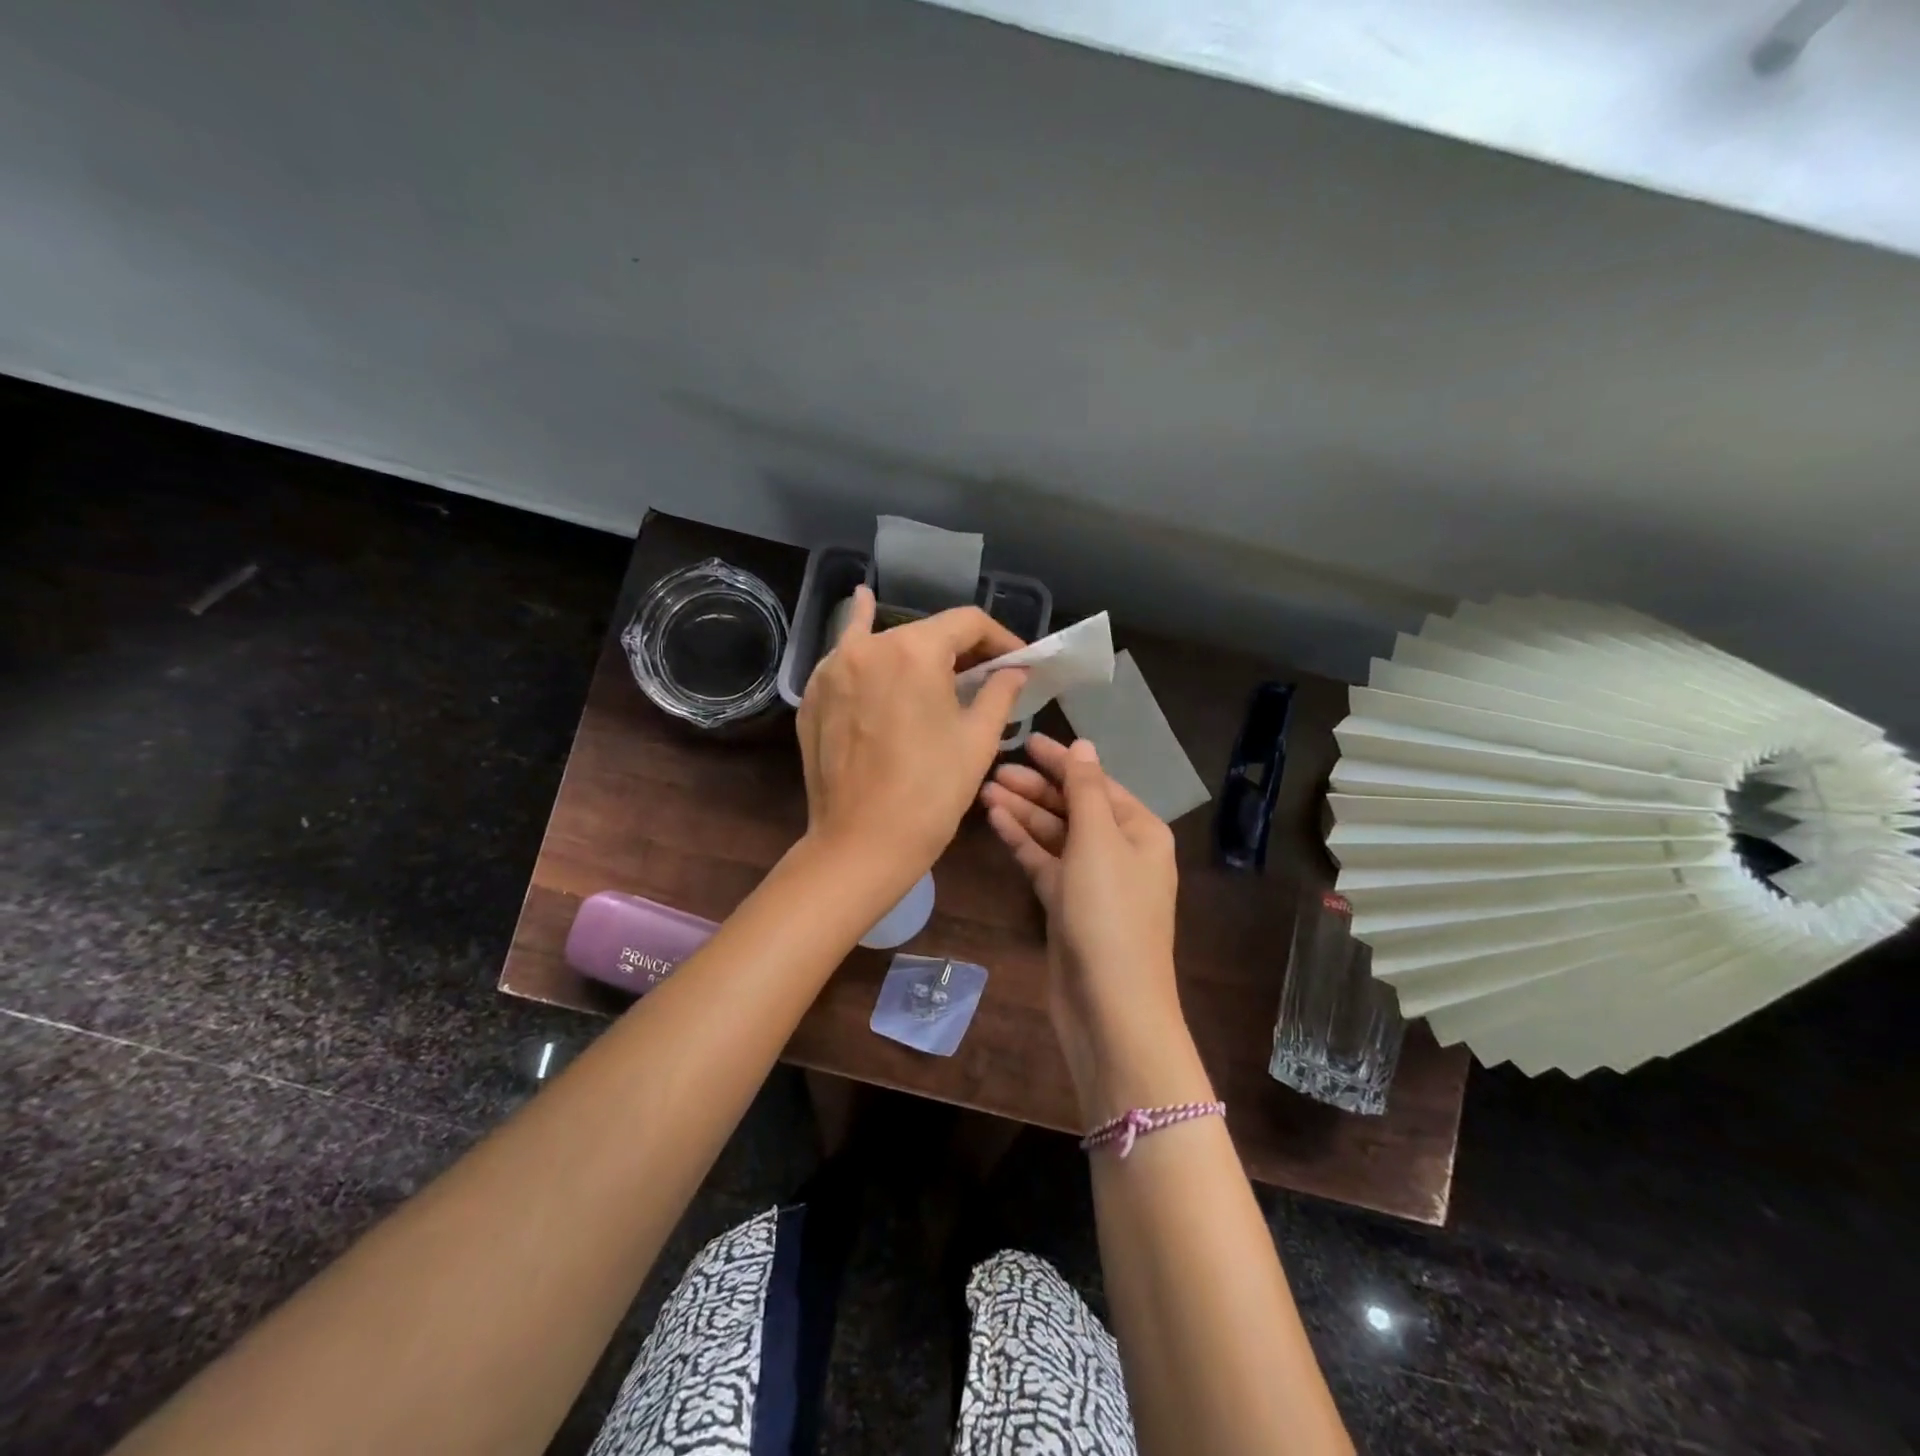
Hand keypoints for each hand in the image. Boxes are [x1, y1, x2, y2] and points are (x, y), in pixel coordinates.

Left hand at [797, 586, 1027, 896]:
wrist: (861, 843)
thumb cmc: (931, 793)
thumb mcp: (978, 740)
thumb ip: (999, 692)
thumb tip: (1014, 670)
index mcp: (914, 651)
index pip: (967, 623)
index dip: (1000, 639)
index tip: (1018, 662)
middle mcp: (868, 647)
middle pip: (925, 632)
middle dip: (960, 650)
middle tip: (984, 676)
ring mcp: (832, 669)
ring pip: (884, 643)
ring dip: (916, 650)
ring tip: (939, 662)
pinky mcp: (813, 695)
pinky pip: (846, 658)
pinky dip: (861, 640)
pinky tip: (862, 608)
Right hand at [981, 734, 1200, 1117]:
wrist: (1110, 1007)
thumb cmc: (1110, 914)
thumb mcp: (1099, 841)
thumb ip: (1086, 790)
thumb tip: (1084, 745)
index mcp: (1140, 831)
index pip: (1097, 783)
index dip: (1062, 761)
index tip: (1025, 740)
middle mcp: (1120, 851)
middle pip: (1074, 807)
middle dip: (1037, 787)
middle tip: (994, 770)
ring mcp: (1092, 881)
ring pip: (1055, 835)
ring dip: (1024, 812)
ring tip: (986, 790)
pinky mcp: (1068, 906)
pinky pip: (1044, 863)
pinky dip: (1023, 842)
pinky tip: (996, 821)